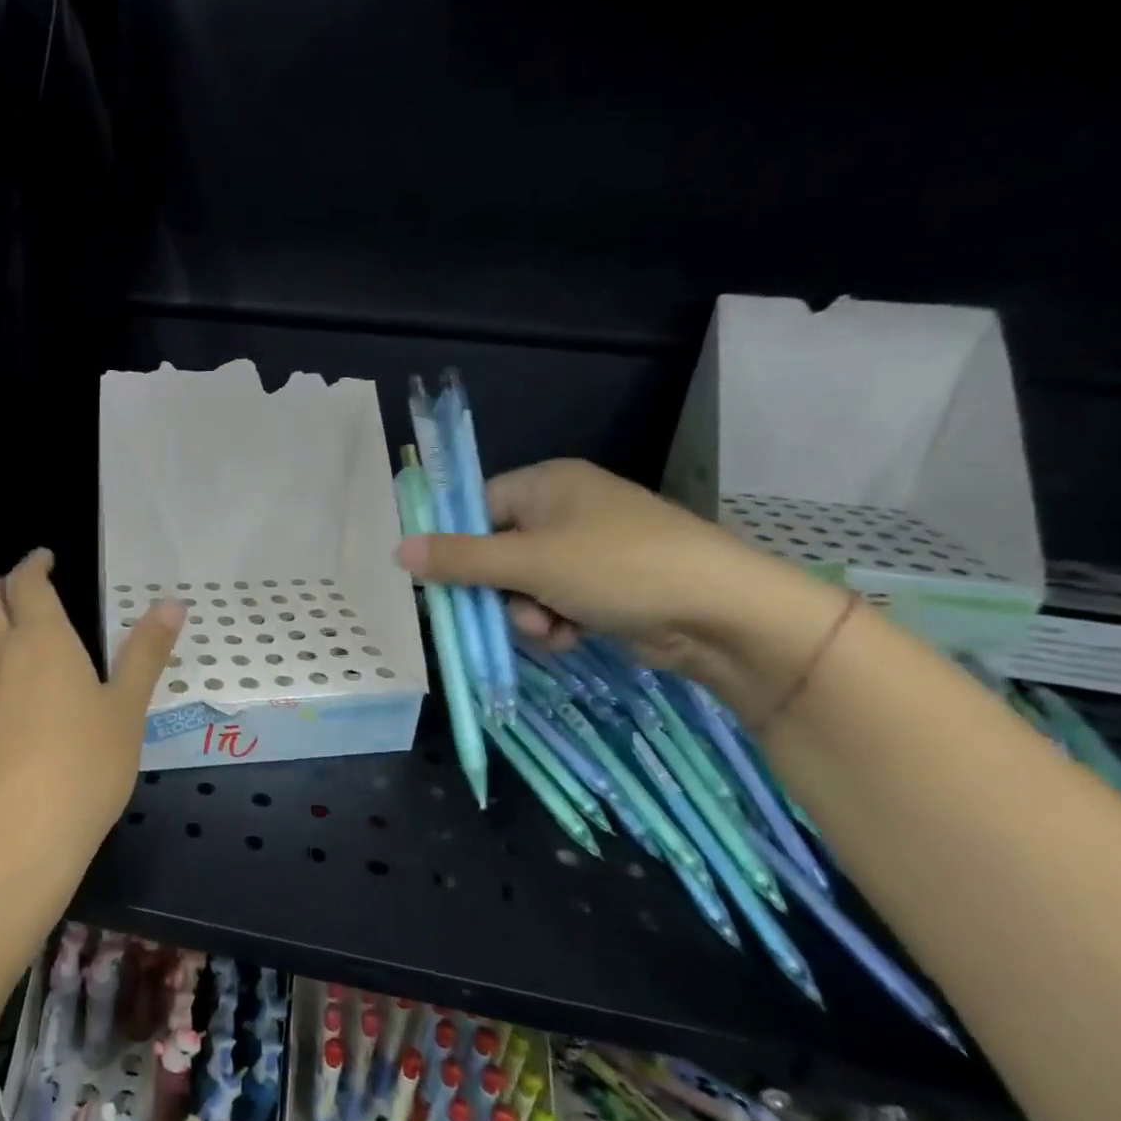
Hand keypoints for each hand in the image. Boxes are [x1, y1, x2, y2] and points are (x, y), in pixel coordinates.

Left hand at [0, 549, 184, 864]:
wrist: (20, 834)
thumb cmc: (86, 763)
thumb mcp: (128, 707)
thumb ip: (146, 651)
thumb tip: (173, 603)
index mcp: (42, 639)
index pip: (25, 581)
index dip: (33, 564)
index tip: (46, 560)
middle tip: (25, 595)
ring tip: (12, 639)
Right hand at [395, 459, 840, 696]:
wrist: (723, 613)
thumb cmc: (619, 568)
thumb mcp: (529, 563)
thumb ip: (460, 559)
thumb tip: (397, 551)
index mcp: (547, 484)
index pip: (476, 507)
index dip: (455, 545)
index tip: (440, 581)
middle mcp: (565, 508)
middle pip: (497, 551)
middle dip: (498, 591)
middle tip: (504, 613)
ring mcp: (588, 548)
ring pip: (523, 585)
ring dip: (526, 613)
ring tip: (550, 628)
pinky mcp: (606, 585)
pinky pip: (555, 602)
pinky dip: (555, 623)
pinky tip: (571, 636)